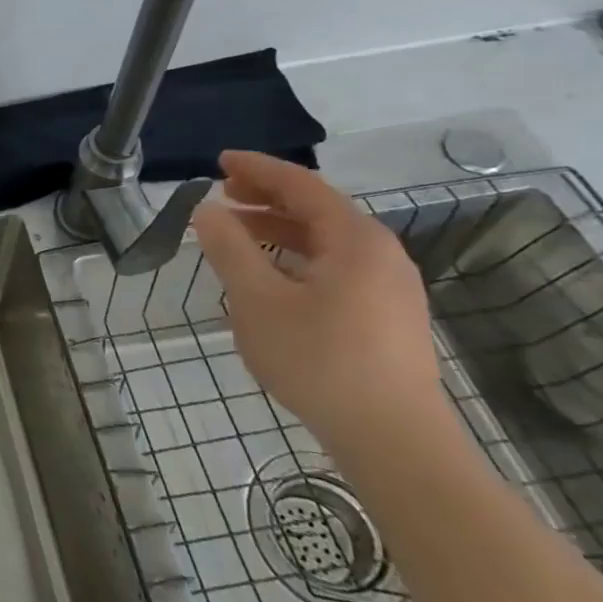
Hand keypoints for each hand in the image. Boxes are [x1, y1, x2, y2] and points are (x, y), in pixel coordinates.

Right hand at [190, 150, 447, 456]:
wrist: (395, 440)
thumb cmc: (320, 360)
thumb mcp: (258, 300)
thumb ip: (229, 249)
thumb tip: (207, 210)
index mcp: (354, 239)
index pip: (301, 185)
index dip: (258, 169)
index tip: (220, 160)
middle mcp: (380, 254)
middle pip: (317, 209)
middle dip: (267, 197)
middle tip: (223, 194)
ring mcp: (390, 287)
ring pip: (326, 241)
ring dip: (279, 229)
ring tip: (237, 234)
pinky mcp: (389, 316)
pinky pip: (336, 266)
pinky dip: (297, 256)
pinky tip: (272, 277)